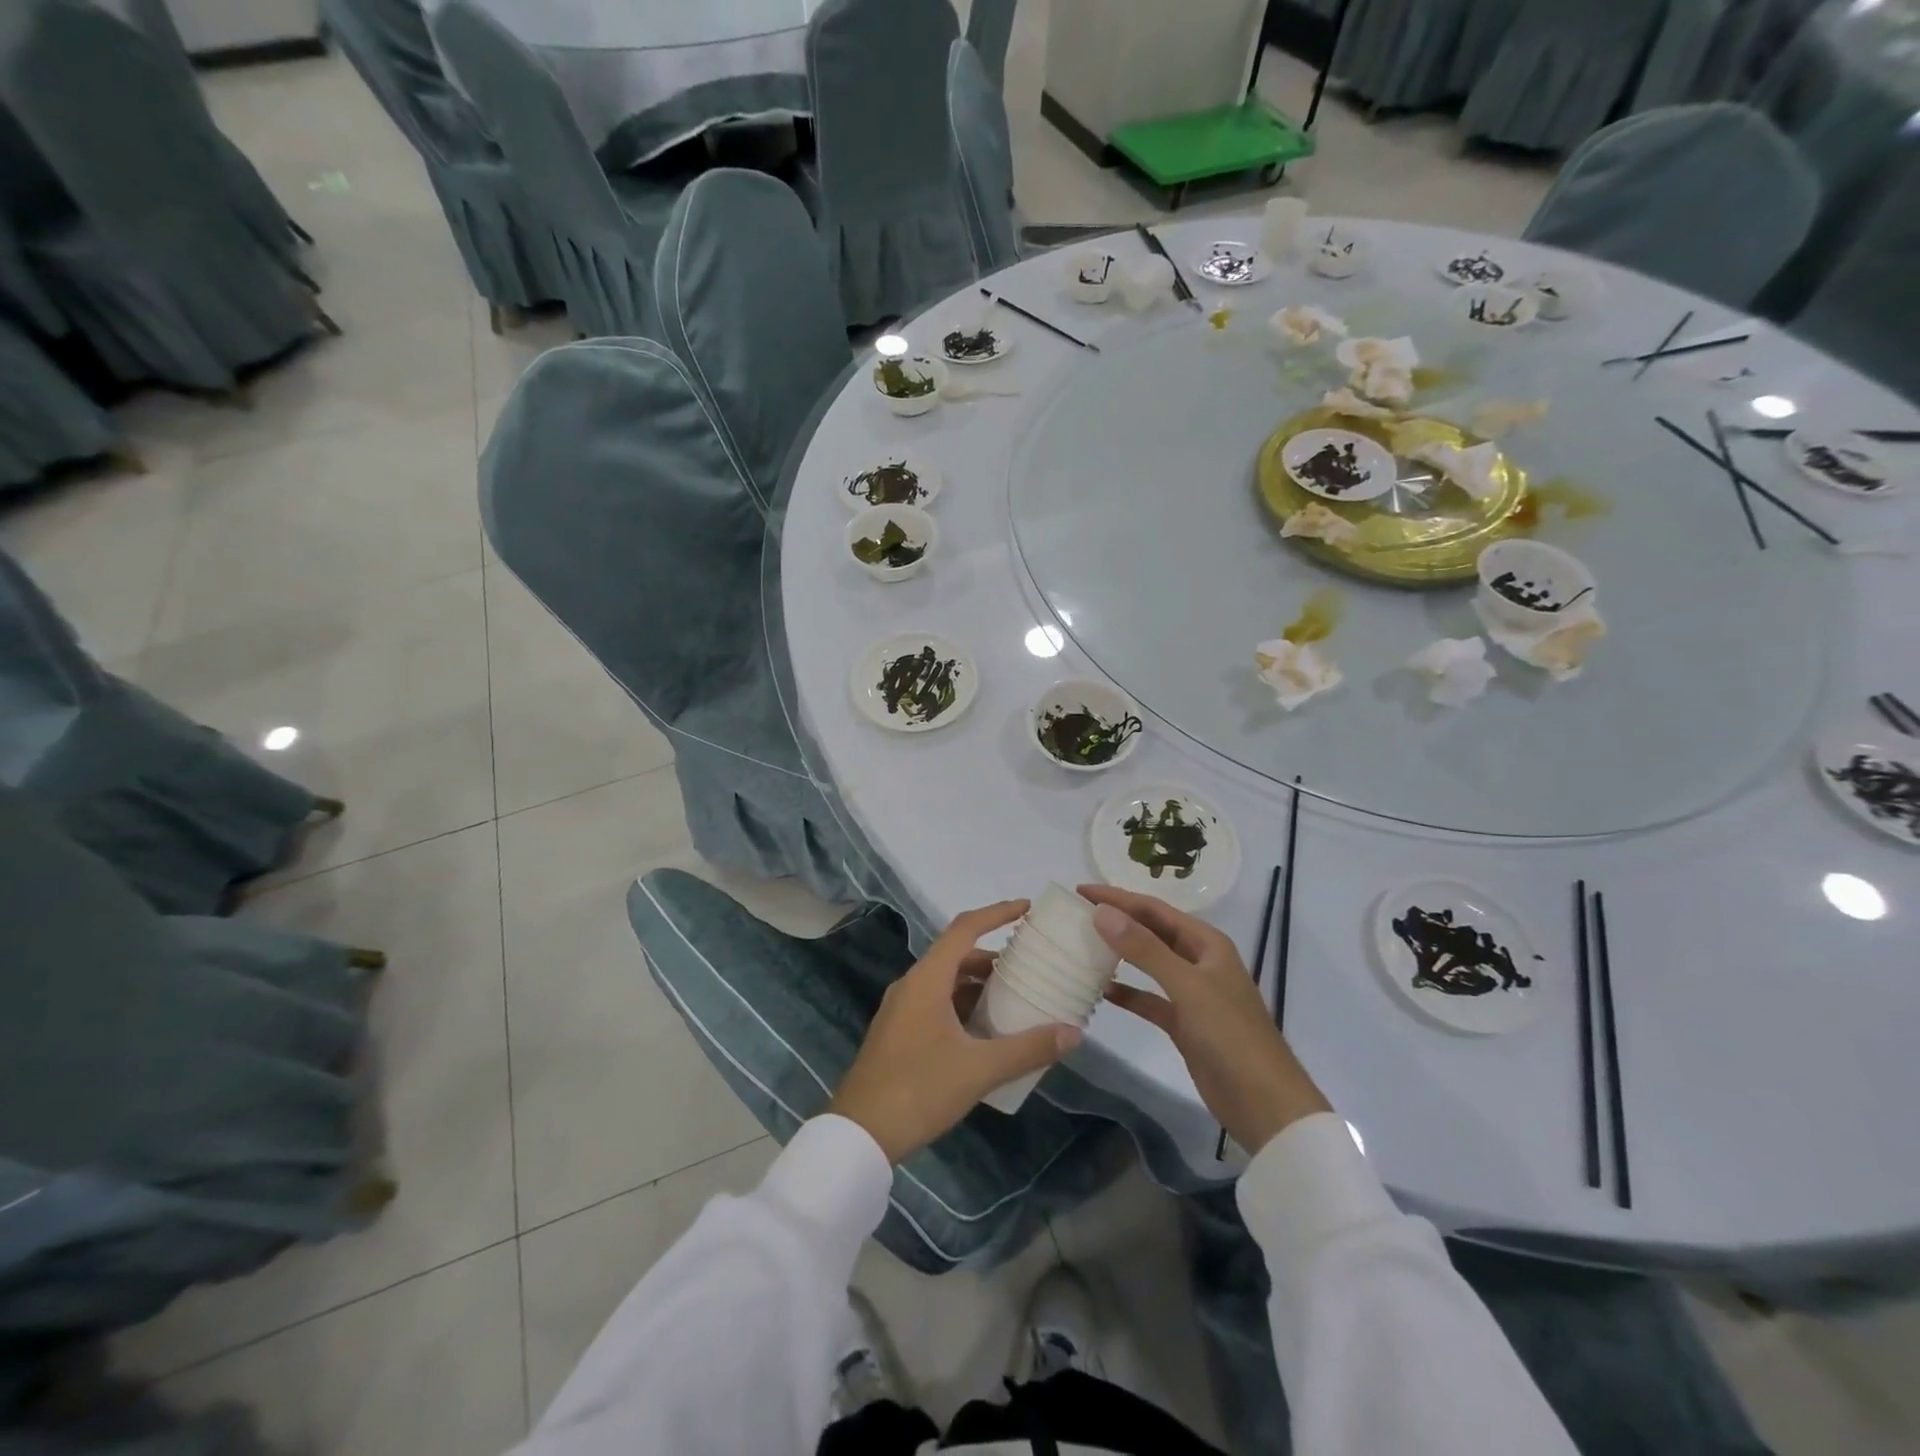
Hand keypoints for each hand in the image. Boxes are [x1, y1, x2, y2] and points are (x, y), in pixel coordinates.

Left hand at [828, 901, 1081, 1163]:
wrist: (859, 1134)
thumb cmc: (919, 1089)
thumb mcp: (979, 1069)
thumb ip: (1027, 1048)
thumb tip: (1073, 1033)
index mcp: (927, 979)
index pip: (965, 928)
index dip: (997, 912)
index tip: (1027, 908)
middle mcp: (911, 985)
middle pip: (956, 954)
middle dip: (993, 955)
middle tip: (1029, 964)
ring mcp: (901, 1009)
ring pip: (946, 981)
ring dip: (978, 983)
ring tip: (1015, 997)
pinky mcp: (898, 1032)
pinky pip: (936, 1002)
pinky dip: (963, 1004)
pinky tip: (986, 1030)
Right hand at [1080, 885, 1329, 1156]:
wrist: (1264, 1103)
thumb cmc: (1230, 1035)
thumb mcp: (1187, 986)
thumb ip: (1144, 949)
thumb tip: (1102, 913)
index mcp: (1207, 943)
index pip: (1155, 909)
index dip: (1118, 898)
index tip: (1081, 891)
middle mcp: (1199, 961)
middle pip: (1152, 932)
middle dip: (1118, 921)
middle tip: (1077, 914)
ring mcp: (1192, 993)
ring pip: (1149, 964)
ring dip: (1120, 954)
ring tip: (1084, 945)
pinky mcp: (1184, 1023)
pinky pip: (1149, 999)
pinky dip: (1128, 994)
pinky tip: (1102, 991)